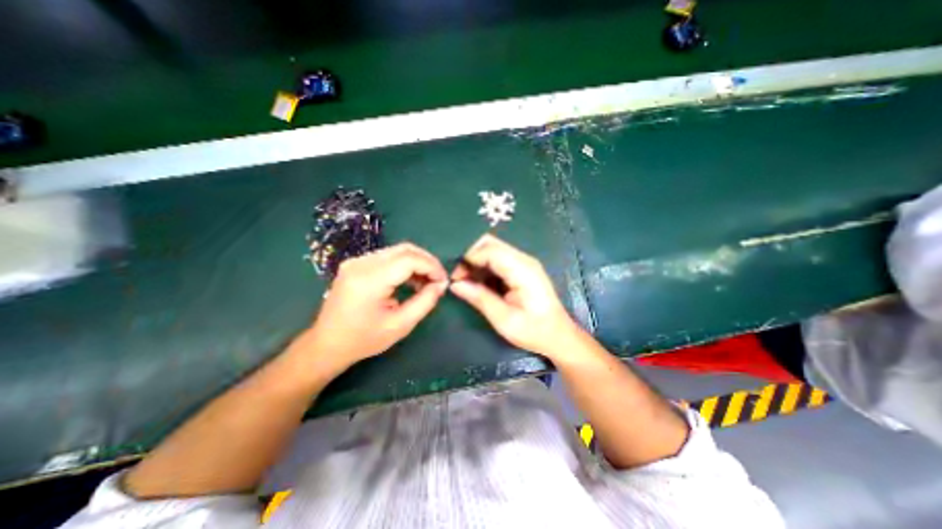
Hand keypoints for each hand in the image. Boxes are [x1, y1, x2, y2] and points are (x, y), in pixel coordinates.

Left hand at [303, 243, 444, 372]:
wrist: (327, 344)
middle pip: (404, 249)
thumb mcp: (400, 325)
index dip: (432, 266)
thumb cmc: (364, 340)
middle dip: (427, 261)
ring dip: (416, 263)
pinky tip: (410, 280)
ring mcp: (356, 261)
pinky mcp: (356, 264)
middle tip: (438, 279)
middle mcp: (361, 264)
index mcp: (369, 280)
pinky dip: (404, 265)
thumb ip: (425, 302)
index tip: (443, 281)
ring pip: (397, 251)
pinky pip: (387, 257)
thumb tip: (441, 285)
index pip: (409, 259)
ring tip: (426, 282)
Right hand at [451, 236, 581, 359]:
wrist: (559, 336)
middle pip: (490, 244)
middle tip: (458, 277)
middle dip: (470, 256)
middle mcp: (523, 259)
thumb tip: (455, 284)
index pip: (490, 250)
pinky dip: (483, 267)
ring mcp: (523, 262)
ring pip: (492, 249)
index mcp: (522, 269)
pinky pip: (497, 259)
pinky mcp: (520, 269)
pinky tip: (476, 282)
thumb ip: (480, 298)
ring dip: (475, 261)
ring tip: (463, 281)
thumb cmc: (534, 331)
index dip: (468, 258)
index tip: (454, 275)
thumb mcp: (504, 319)